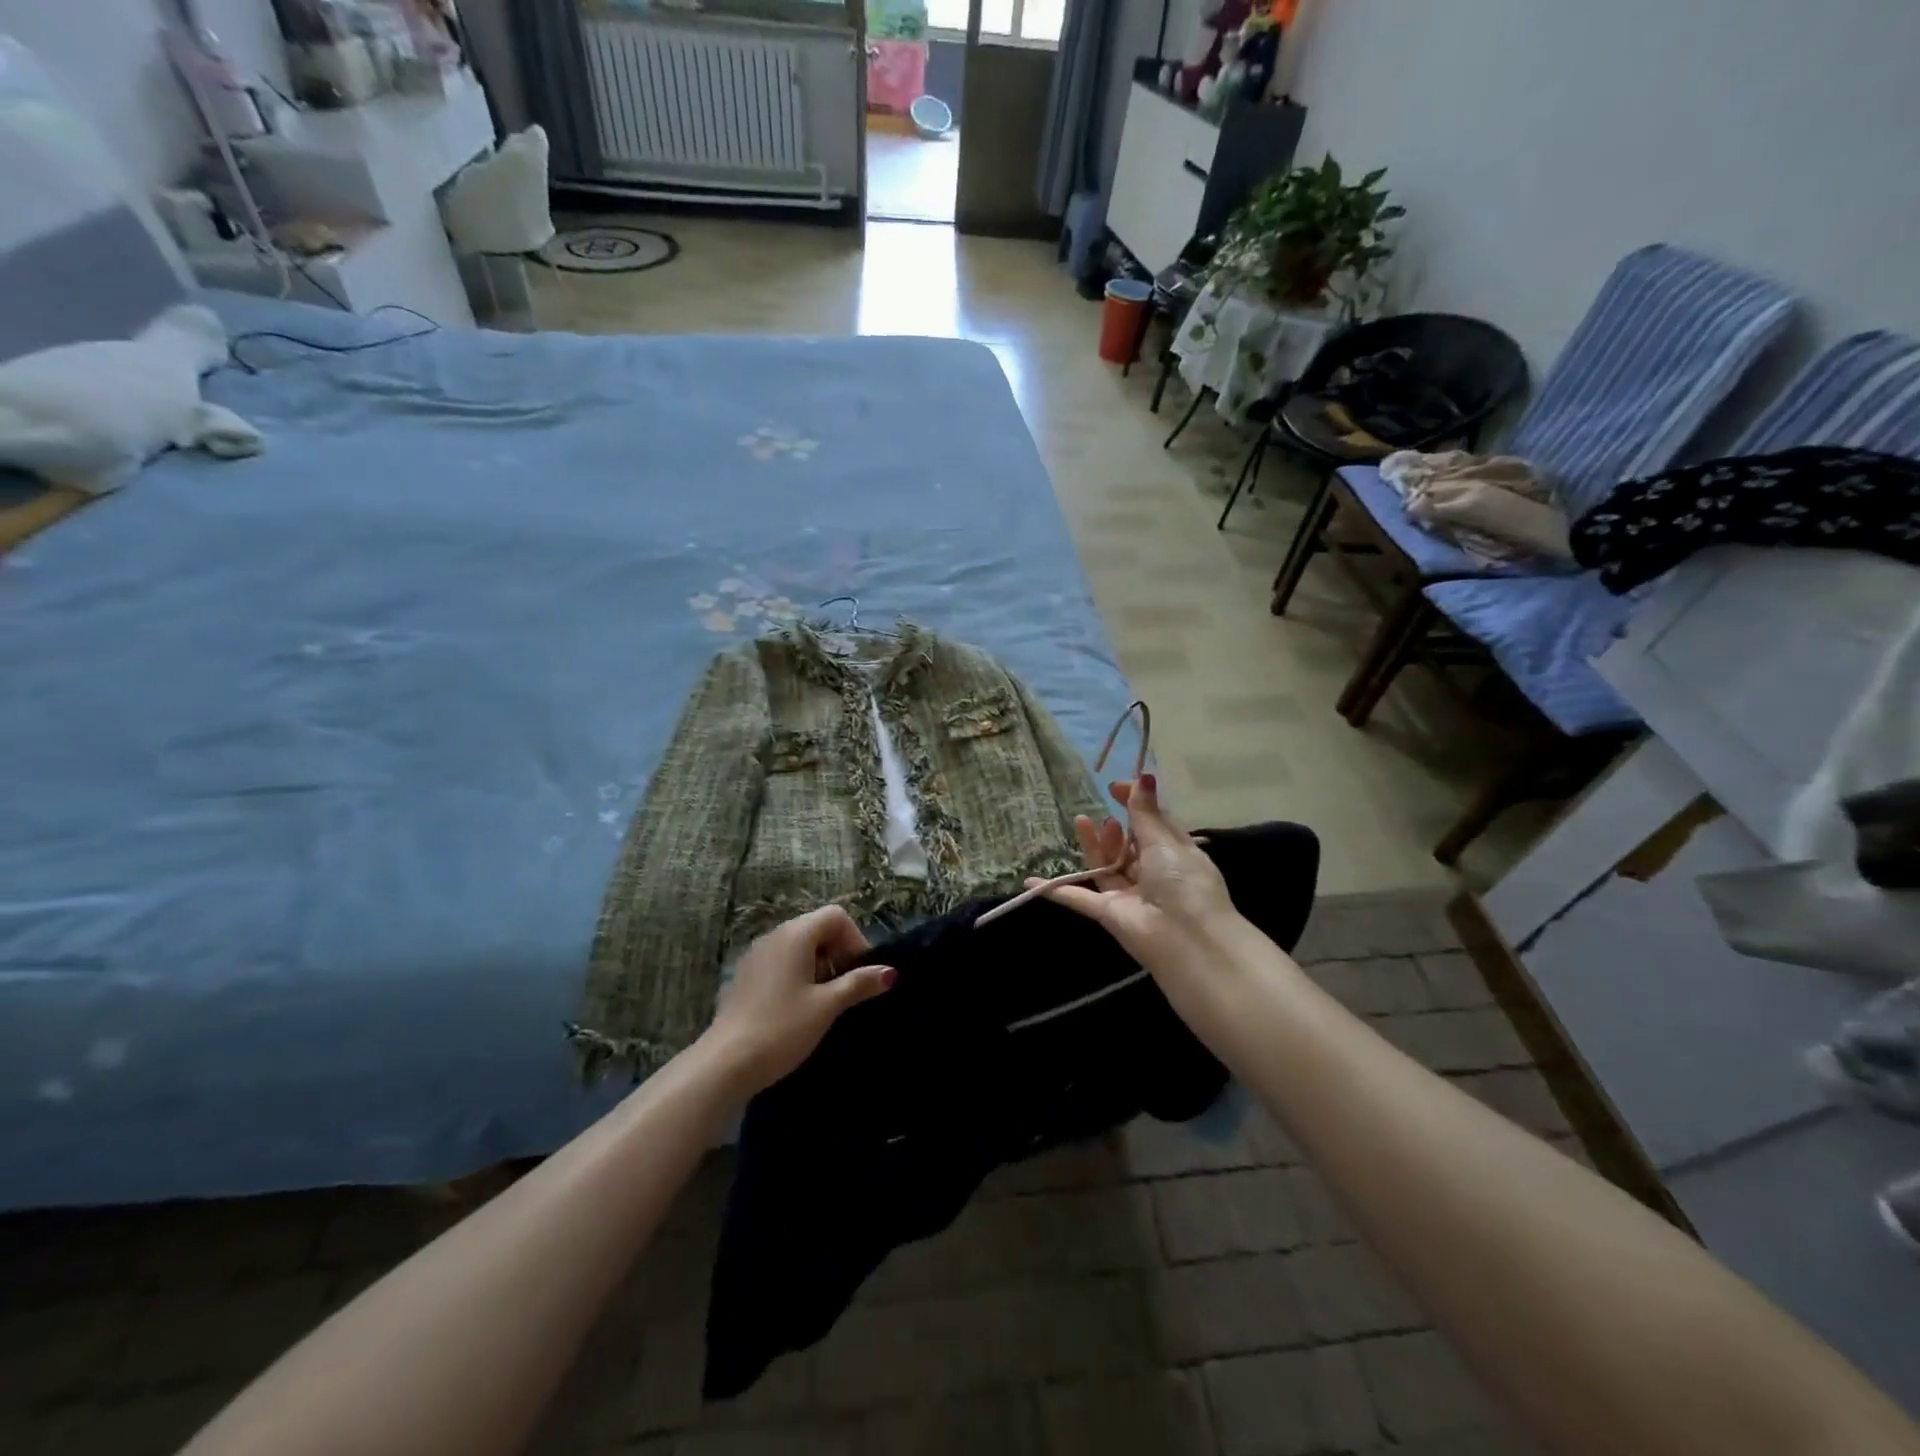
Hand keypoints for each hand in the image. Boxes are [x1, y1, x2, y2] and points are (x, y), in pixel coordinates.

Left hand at [700, 906, 895, 1097]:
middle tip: (845, 988)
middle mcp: (774, 935)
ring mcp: (756, 955)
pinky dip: (797, 974)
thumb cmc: (783, 1028)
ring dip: (819, 964)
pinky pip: (780, 961)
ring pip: (798, 945)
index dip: (855, 939)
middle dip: (838, 952)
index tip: (860, 973)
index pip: (836, 916)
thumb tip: (890, 972)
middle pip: (817, 927)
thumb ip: (859, 984)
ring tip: (824, 1001)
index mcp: (796, 934)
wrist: (725, 1063)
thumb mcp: (827, 1006)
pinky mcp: (746, 976)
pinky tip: (798, 1007)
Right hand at [1027, 775, 1244, 984]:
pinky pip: (1079, 898)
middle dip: (1113, 830)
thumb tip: (1144, 776)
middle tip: (1104, 819)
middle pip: (1126, 847)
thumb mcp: (1165, 841)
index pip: (1151, 824)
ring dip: (1092, 846)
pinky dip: (1056, 890)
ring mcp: (1128, 895)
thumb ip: (1146, 812)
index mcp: (1174, 854)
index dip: (1134, 804)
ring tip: (1081, 822)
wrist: (1186, 940)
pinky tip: (1031, 881)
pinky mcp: (1108, 914)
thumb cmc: (1184, 883)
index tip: (1113, 788)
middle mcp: (1152, 874)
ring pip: (1104, 867)